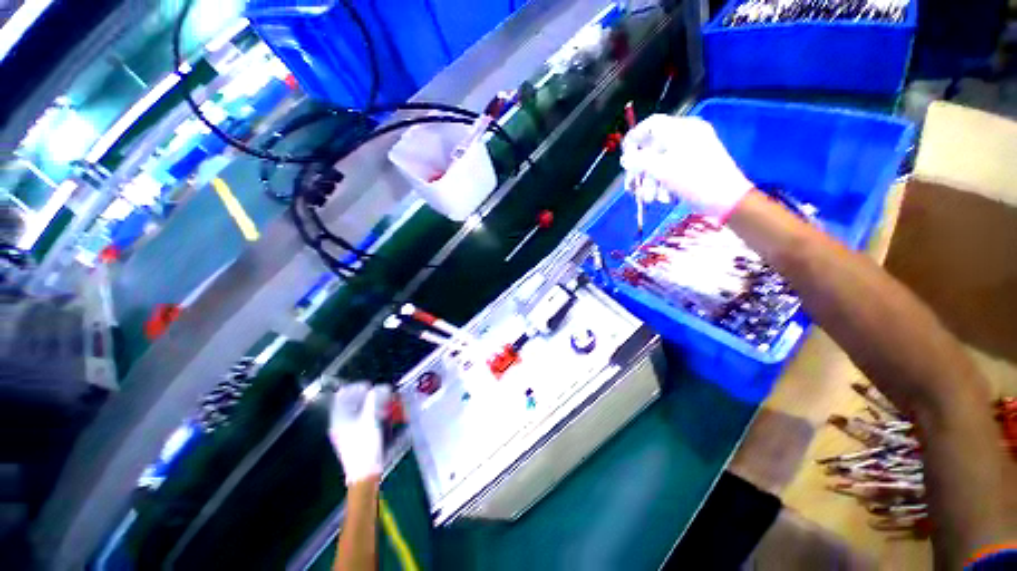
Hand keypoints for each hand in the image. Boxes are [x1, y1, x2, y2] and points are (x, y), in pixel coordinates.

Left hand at [329, 382, 391, 484]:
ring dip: (371, 403)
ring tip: (384, 402)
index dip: (356, 387)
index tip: (371, 386)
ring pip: (358, 409)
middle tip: (380, 393)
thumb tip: (380, 386)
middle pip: (351, 401)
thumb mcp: (371, 420)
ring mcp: (347, 431)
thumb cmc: (365, 446)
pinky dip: (371, 412)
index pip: (343, 394)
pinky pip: (362, 418)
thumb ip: (374, 400)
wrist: (364, 473)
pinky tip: (382, 415)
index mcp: (339, 418)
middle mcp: (340, 423)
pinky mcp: (355, 437)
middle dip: (367, 395)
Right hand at [621, 115, 753, 218]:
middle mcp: (687, 136)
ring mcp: (692, 150)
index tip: (624, 155)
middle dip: (641, 170)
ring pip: (661, 162)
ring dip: (651, 183)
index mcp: (682, 129)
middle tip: (631, 187)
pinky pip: (672, 170)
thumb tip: (624, 158)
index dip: (634, 138)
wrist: (726, 199)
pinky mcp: (695, 165)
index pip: (651, 124)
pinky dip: (664, 184)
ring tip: (650, 200)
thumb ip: (639, 161)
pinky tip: (664, 198)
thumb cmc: (694, 179)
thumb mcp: (662, 169)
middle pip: (653, 148)